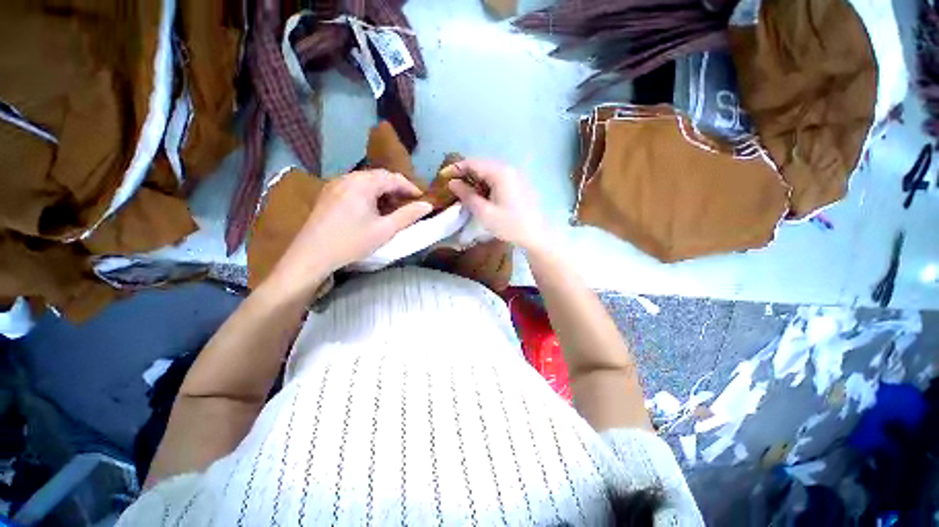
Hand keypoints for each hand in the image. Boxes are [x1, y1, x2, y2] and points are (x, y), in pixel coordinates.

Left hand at [269, 170, 432, 294]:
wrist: (312, 255)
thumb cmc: (352, 242)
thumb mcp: (385, 230)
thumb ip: (408, 215)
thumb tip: (428, 206)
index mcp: (363, 183)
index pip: (393, 178)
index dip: (410, 188)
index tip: (422, 200)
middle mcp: (348, 177)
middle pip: (379, 177)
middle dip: (397, 189)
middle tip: (409, 204)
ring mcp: (335, 185)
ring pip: (366, 182)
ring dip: (383, 192)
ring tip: (393, 209)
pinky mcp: (328, 195)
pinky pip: (354, 188)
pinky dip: (369, 195)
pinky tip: (372, 210)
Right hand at [446, 159, 547, 251]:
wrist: (536, 235)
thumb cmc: (509, 225)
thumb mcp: (484, 212)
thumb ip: (466, 195)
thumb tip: (452, 183)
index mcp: (500, 173)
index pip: (473, 162)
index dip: (456, 168)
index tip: (443, 177)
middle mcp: (509, 169)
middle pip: (481, 165)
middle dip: (465, 174)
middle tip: (453, 187)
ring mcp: (515, 176)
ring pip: (489, 172)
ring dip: (476, 180)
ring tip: (465, 193)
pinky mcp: (519, 184)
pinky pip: (498, 178)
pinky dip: (486, 184)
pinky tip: (482, 196)